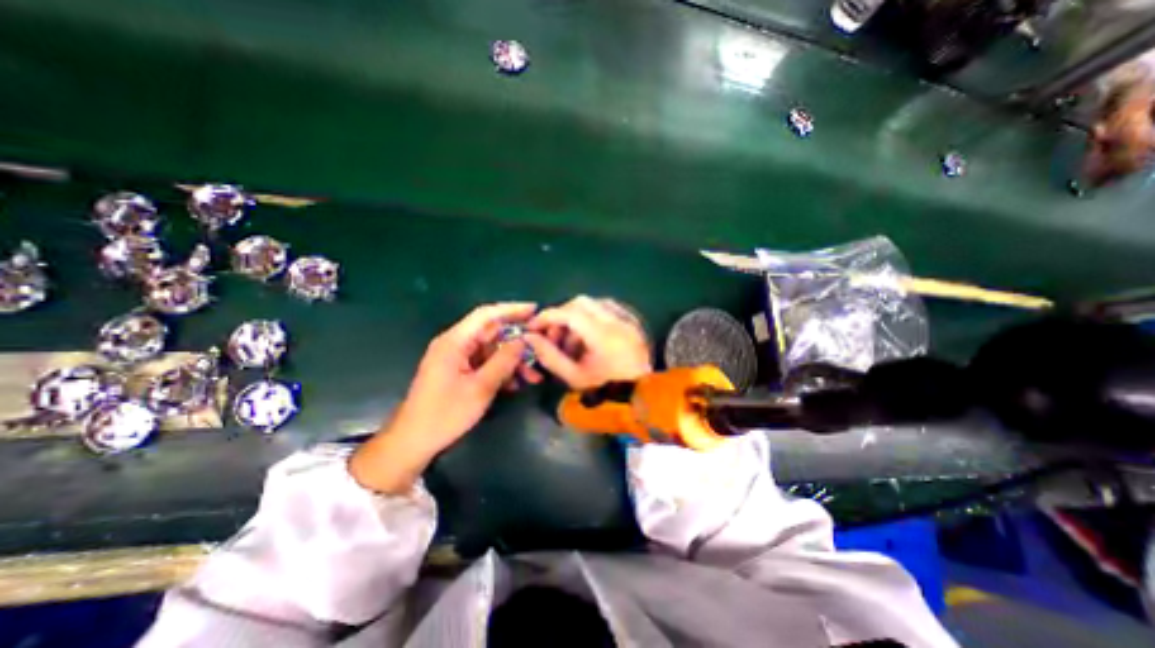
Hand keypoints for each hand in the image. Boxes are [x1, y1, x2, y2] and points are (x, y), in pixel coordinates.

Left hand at [348, 302, 533, 493]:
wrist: (413, 442)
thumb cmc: (445, 414)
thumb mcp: (480, 388)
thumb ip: (503, 361)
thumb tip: (524, 341)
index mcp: (455, 341)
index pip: (486, 315)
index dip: (512, 309)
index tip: (535, 310)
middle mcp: (456, 344)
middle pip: (492, 333)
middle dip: (517, 342)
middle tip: (541, 348)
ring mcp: (457, 358)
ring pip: (492, 350)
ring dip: (512, 361)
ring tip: (533, 376)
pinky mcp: (460, 371)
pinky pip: (486, 364)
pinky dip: (501, 371)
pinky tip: (516, 384)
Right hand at [522, 296, 647, 389]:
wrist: (641, 395)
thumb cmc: (606, 389)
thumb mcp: (573, 376)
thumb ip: (549, 356)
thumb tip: (530, 337)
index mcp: (603, 335)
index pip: (569, 313)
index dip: (547, 317)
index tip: (533, 327)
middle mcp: (617, 320)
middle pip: (581, 303)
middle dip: (562, 316)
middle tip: (554, 336)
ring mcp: (627, 319)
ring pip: (594, 304)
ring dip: (576, 317)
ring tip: (571, 342)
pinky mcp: (632, 321)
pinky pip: (607, 309)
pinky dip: (592, 317)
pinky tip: (588, 337)